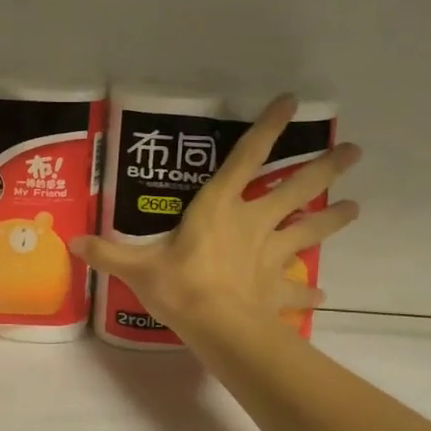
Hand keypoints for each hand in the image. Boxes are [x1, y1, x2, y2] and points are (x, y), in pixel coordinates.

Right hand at [71, 94, 361, 335]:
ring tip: (356, 208)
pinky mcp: (277, 289)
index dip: (268, 128)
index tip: (291, 101)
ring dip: (332, 220)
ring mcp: (270, 256)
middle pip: (295, 189)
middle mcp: (252, 223)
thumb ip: (107, 252)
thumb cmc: (180, 286)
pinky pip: (296, 290)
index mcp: (219, 208)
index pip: (246, 159)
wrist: (220, 329)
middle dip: (325, 169)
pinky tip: (321, 294)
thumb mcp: (135, 267)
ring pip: (308, 231)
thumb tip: (74, 242)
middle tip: (354, 152)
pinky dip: (308, 293)